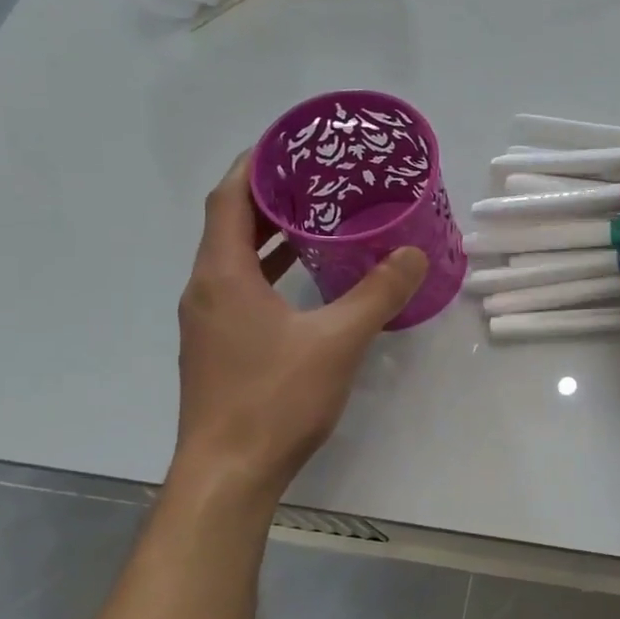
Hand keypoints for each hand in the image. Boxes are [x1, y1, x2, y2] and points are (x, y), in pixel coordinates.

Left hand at [171, 154, 426, 507]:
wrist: (228, 474)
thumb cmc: (275, 399)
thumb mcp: (337, 341)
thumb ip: (377, 294)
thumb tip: (413, 256)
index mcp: (222, 275)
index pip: (228, 198)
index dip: (255, 164)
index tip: (291, 144)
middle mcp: (206, 290)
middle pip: (229, 224)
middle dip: (269, 196)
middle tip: (317, 179)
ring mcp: (208, 322)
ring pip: (234, 260)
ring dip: (269, 236)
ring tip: (316, 219)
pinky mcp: (218, 349)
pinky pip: (241, 290)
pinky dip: (269, 272)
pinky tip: (305, 281)